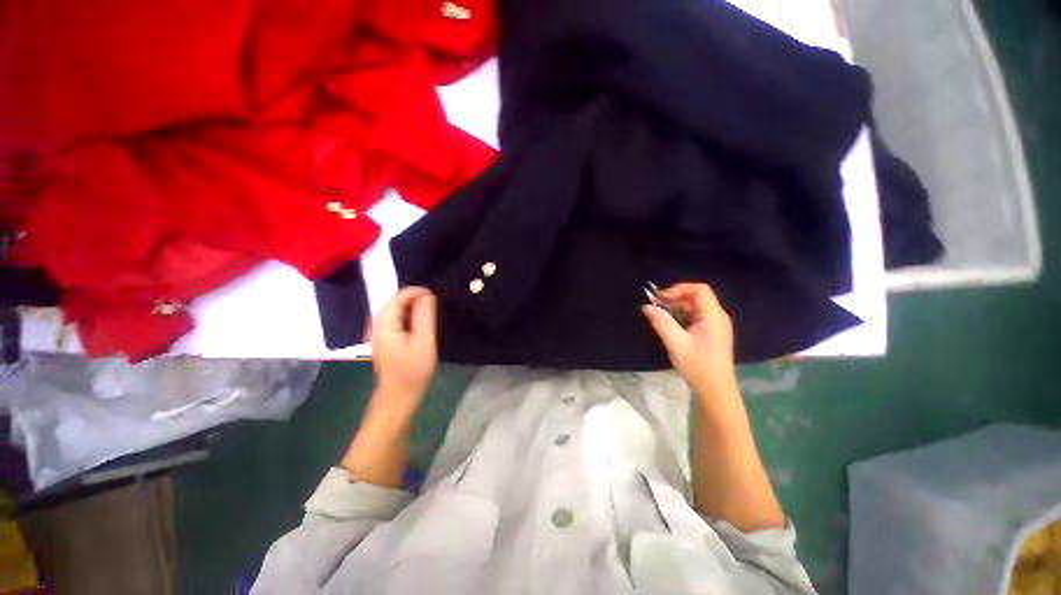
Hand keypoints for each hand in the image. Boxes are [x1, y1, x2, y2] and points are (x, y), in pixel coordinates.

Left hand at [370, 287, 437, 412]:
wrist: (399, 398)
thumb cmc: (413, 372)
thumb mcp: (424, 342)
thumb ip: (425, 316)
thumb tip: (427, 294)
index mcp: (384, 326)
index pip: (397, 298)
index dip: (415, 292)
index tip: (435, 294)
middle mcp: (377, 327)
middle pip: (394, 303)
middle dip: (414, 298)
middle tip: (435, 302)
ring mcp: (380, 335)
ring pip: (395, 312)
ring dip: (412, 307)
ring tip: (431, 310)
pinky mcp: (385, 342)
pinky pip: (396, 321)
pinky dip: (409, 317)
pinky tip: (420, 323)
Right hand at [642, 282, 736, 396]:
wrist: (715, 391)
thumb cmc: (698, 366)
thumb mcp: (676, 343)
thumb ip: (661, 322)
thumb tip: (646, 307)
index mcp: (713, 315)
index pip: (699, 289)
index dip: (678, 289)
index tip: (660, 299)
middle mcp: (717, 316)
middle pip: (697, 297)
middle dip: (674, 298)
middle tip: (655, 306)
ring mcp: (716, 325)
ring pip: (695, 307)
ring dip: (676, 307)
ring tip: (659, 314)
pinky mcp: (712, 333)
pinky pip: (696, 317)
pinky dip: (681, 316)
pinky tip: (669, 324)